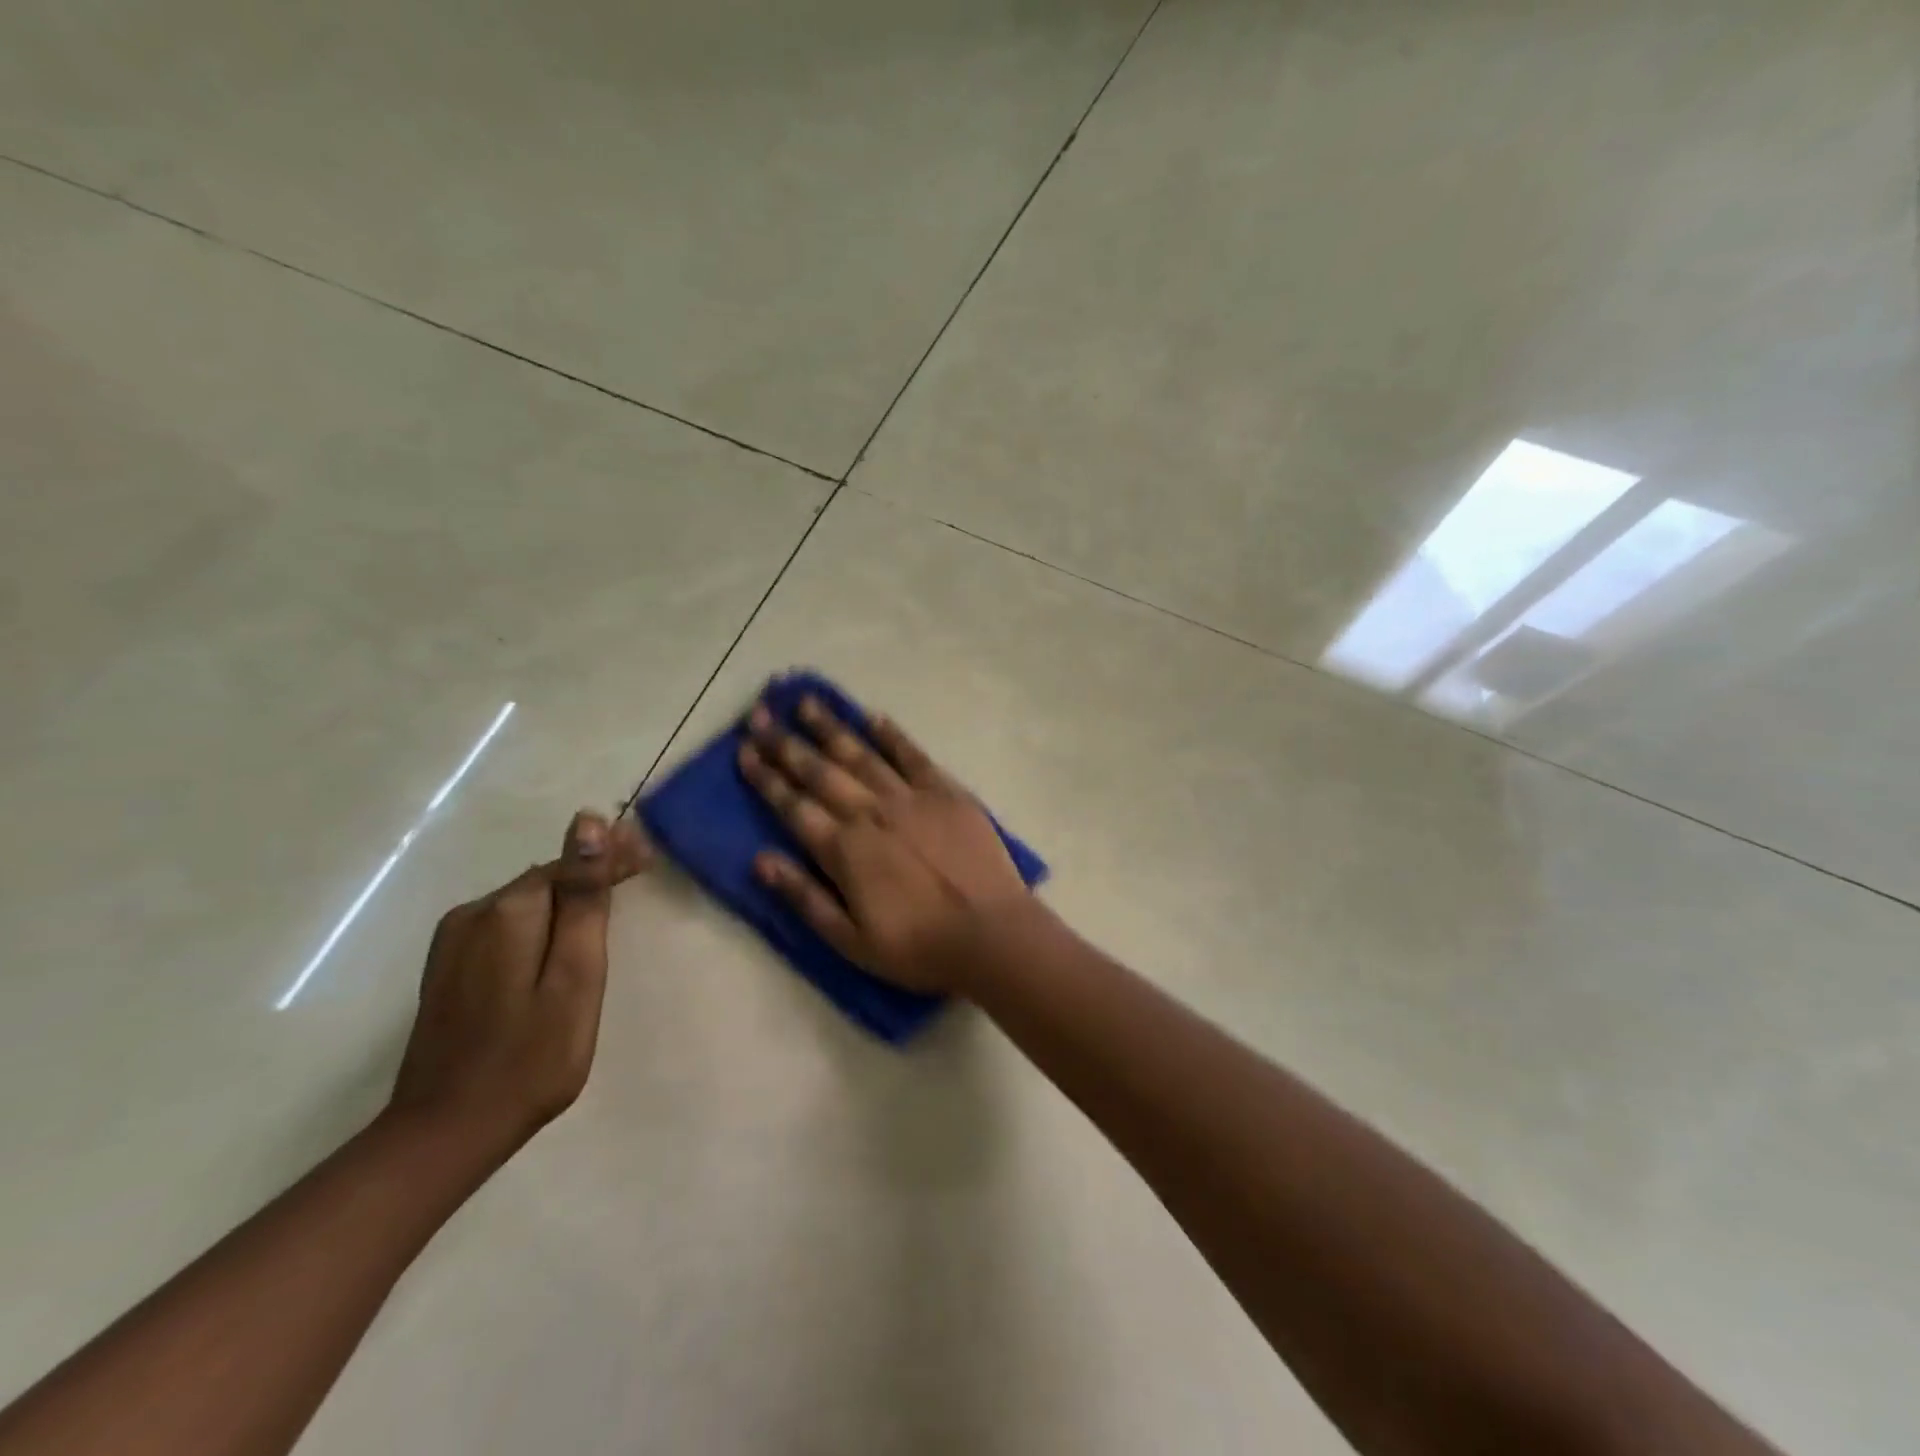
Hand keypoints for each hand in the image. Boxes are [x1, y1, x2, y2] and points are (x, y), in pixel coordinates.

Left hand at [389, 810, 651, 1149]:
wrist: (446, 1132)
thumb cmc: (532, 1058)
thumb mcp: (576, 976)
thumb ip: (584, 899)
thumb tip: (587, 823)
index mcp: (509, 911)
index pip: (570, 862)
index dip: (610, 857)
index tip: (649, 858)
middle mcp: (474, 913)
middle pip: (546, 879)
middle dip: (591, 877)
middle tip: (639, 877)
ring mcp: (453, 941)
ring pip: (526, 903)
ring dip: (566, 902)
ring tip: (605, 914)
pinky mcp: (447, 968)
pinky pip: (506, 927)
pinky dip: (540, 926)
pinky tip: (557, 947)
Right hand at [737, 694, 1032, 992]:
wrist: (990, 933)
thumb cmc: (917, 946)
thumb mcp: (849, 940)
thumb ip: (804, 897)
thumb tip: (760, 860)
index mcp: (844, 849)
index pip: (793, 805)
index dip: (766, 777)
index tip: (744, 750)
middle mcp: (870, 813)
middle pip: (820, 771)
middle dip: (785, 743)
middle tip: (760, 714)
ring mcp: (911, 797)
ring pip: (861, 754)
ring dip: (830, 727)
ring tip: (805, 701)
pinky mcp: (947, 792)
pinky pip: (913, 756)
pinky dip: (891, 735)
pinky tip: (872, 716)